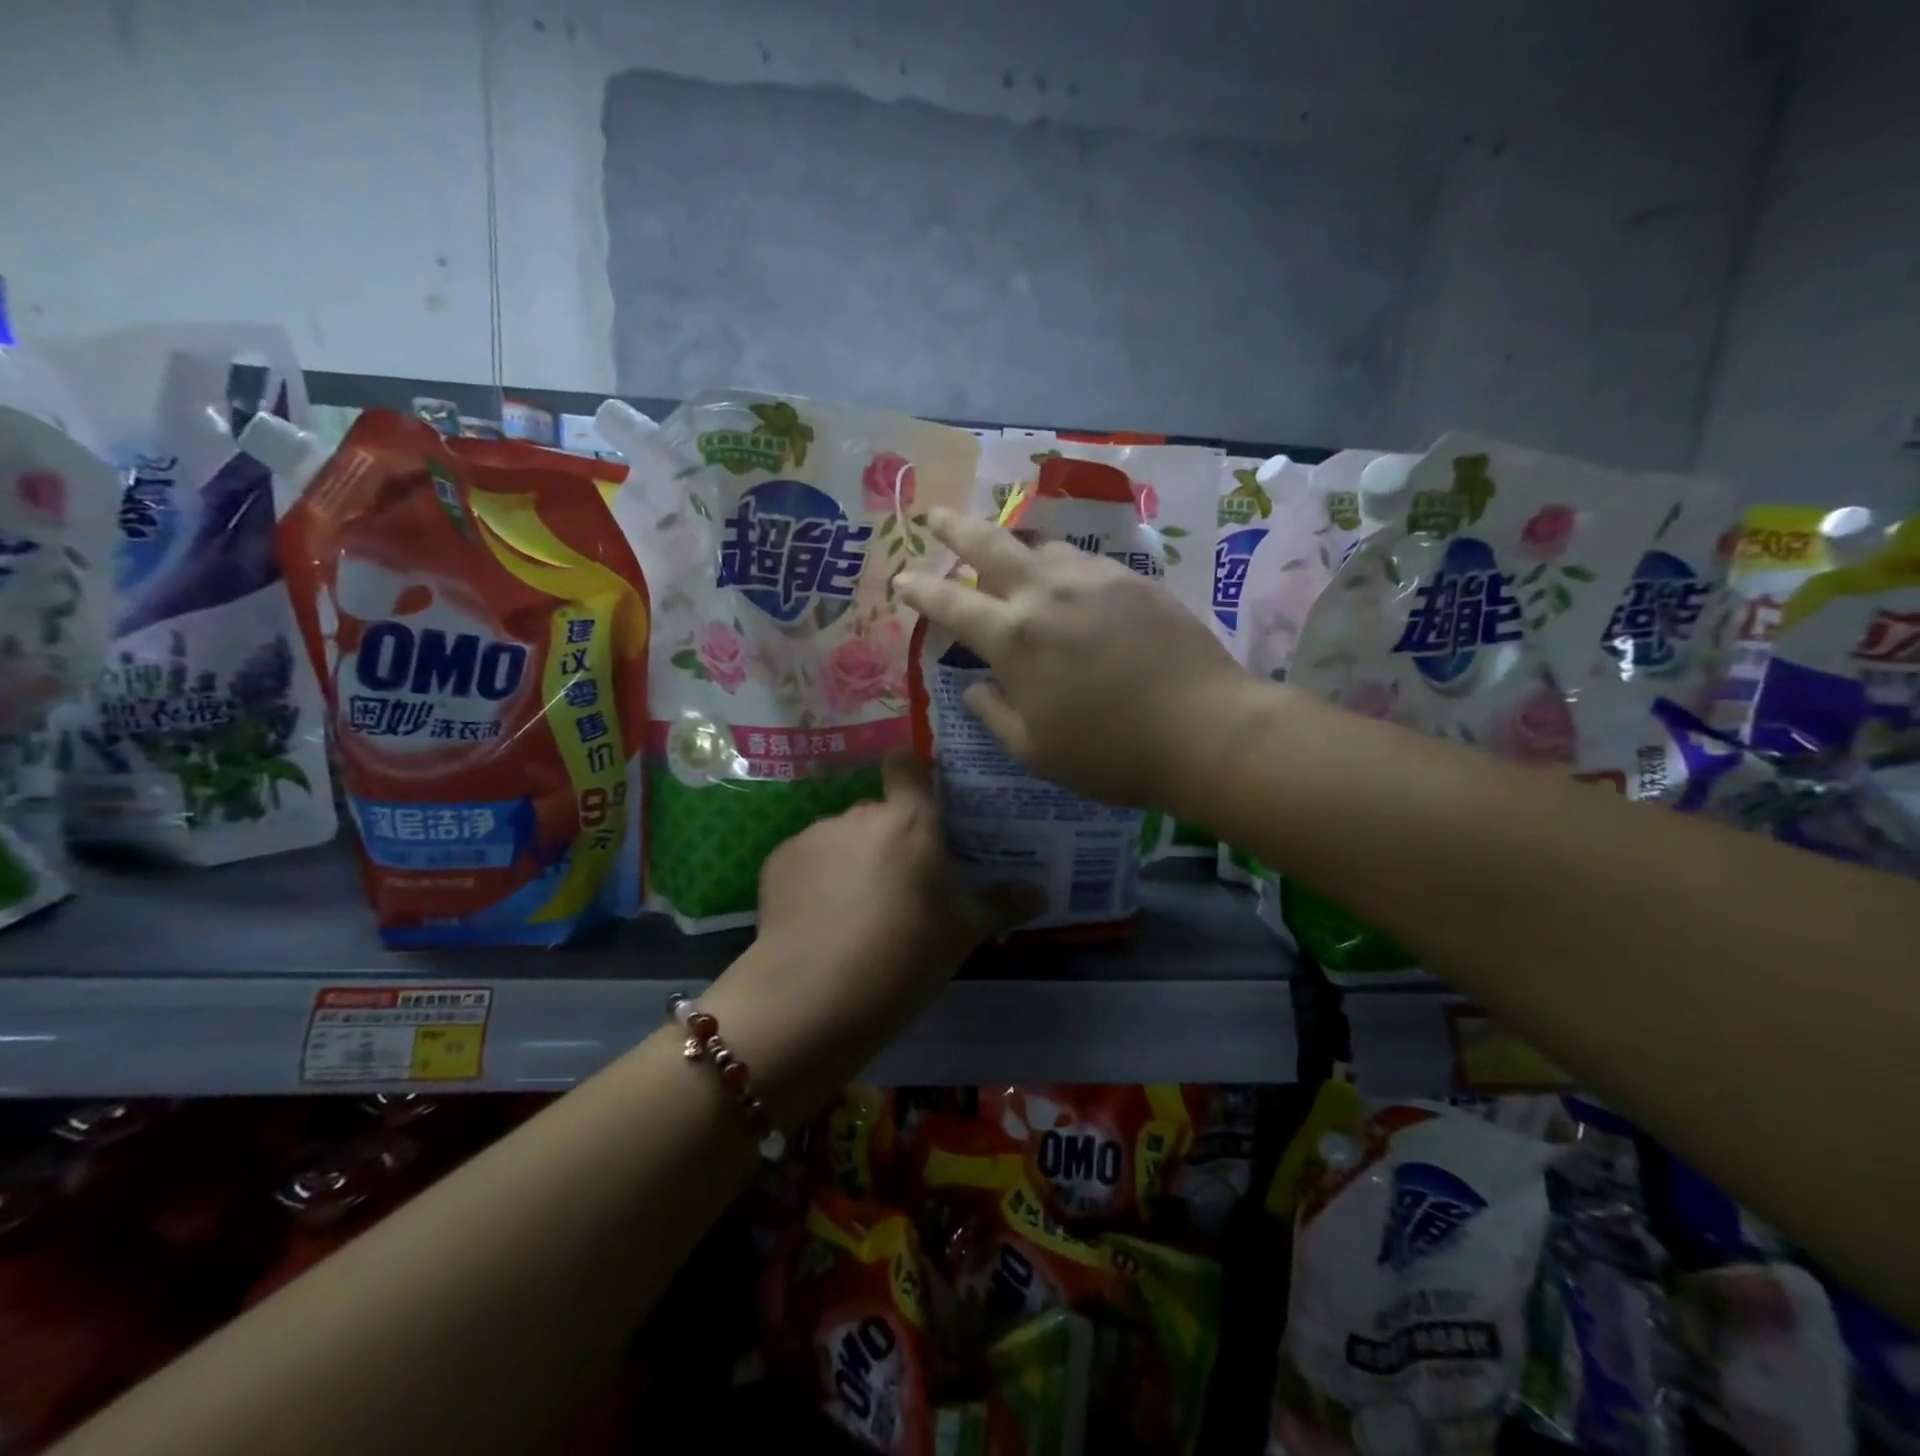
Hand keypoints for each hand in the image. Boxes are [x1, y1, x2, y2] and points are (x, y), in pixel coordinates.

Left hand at [703, 753, 1038, 1120]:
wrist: (815, 996)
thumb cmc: (906, 956)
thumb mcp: (963, 934)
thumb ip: (1001, 904)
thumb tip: (1040, 893)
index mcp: (911, 821)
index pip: (907, 764)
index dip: (912, 773)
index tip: (920, 800)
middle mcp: (861, 814)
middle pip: (879, 813)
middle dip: (888, 840)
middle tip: (898, 886)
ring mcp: (815, 835)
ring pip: (841, 838)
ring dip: (850, 860)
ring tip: (854, 912)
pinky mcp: (778, 860)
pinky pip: (807, 859)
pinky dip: (814, 879)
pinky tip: (818, 920)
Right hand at [896, 508, 1247, 810]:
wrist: (1204, 729)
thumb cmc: (1111, 753)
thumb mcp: (1036, 751)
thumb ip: (996, 714)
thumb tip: (974, 688)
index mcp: (1014, 638)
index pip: (951, 603)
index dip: (920, 589)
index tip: (902, 579)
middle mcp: (1047, 594)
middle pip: (991, 545)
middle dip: (956, 528)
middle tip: (937, 515)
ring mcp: (1094, 580)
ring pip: (1041, 544)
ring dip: (1013, 541)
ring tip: (1004, 544)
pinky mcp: (1134, 580)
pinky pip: (1083, 559)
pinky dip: (1060, 561)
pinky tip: (1064, 573)